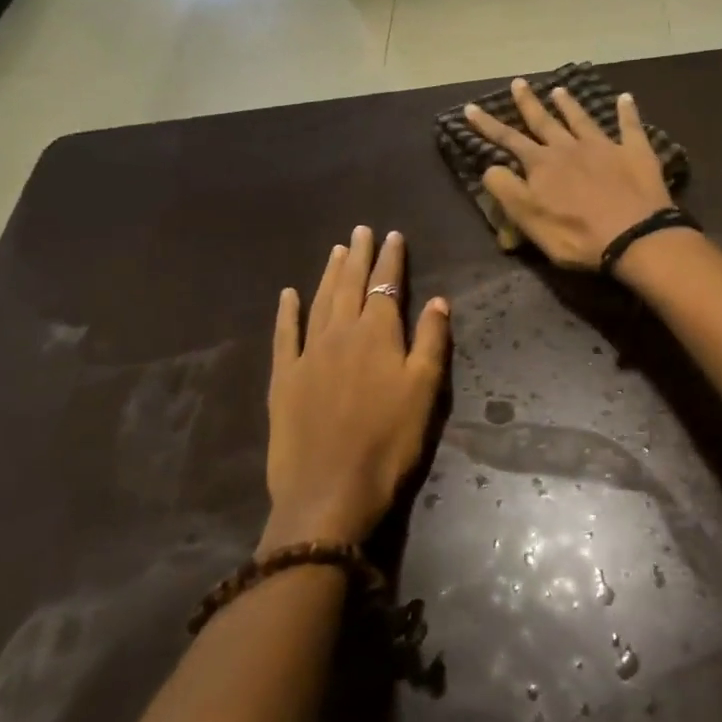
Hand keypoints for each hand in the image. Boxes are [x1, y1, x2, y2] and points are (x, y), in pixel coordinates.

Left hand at [261, 228, 450, 548]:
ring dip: (329, 274)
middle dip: (358, 256)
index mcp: (378, 334)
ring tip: (336, 250)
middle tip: (360, 230)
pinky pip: (284, 335)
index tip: (393, 235)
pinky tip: (288, 294)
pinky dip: (287, 312)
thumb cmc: (389, 441)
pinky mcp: (283, 379)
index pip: (386, 285)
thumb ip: (431, 341)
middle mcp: (340, 334)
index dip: (391, 259)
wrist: (330, 491)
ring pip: (319, 302)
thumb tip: (437, 301)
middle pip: (350, 285)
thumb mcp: (425, 391)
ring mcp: (307, 355)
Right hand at [465, 79, 672, 269]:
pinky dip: (627, 111)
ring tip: (559, 89)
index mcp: (542, 165)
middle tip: (518, 82)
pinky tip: (626, 97)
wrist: (634, 236)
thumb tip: (490, 167)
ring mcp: (604, 147)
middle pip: (545, 122)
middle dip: (529, 103)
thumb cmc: (577, 236)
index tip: (471, 108)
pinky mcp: (635, 153)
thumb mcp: (530, 220)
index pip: (509, 140)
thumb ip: (508, 191)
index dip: (488, 125)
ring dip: (569, 104)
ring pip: (582, 119)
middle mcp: (570, 148)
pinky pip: (630, 126)